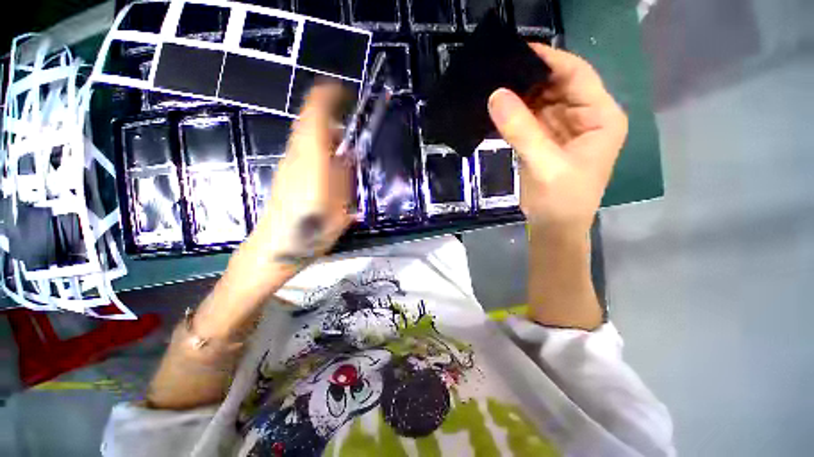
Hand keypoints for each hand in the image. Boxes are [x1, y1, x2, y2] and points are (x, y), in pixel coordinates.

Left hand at [226, 83, 353, 295]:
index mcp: (312, 160)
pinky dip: (318, 148)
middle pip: (309, 121)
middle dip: (330, 116)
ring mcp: (287, 164)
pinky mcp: (284, 174)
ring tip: (343, 151)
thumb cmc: (313, 230)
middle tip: (350, 129)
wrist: (276, 248)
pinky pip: (303, 150)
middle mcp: (296, 155)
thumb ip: (345, 177)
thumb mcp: (341, 207)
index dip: (328, 96)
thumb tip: (347, 155)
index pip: (314, 113)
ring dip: (325, 134)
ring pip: (305, 136)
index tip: (345, 93)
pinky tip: (329, 168)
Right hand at [487, 44, 627, 236]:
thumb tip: (495, 94)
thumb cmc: (560, 200)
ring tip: (492, 86)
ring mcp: (564, 129)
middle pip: (558, 85)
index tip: (517, 50)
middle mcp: (586, 117)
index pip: (577, 74)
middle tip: (497, 70)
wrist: (554, 227)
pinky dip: (515, 114)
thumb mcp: (544, 164)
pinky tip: (497, 109)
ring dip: (519, 96)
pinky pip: (530, 119)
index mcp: (601, 117)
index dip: (549, 59)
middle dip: (529, 78)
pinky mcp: (546, 140)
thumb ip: (521, 129)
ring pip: (541, 101)